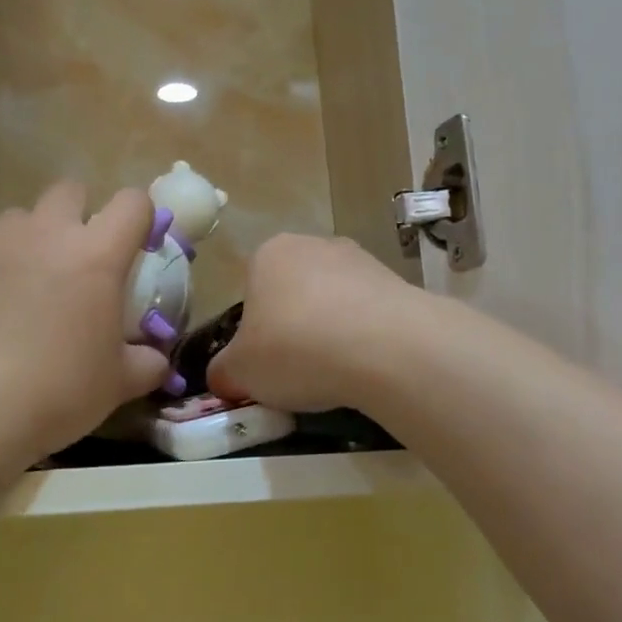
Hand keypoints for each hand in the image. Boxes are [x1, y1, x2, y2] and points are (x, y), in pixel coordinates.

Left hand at [0, 183, 171, 509]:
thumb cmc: (56, 392)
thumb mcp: (117, 385)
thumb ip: (145, 362)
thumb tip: (155, 358)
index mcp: (96, 256)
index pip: (132, 203)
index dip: (139, 217)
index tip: (136, 246)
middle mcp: (44, 234)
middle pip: (69, 191)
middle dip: (78, 215)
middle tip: (76, 262)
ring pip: (18, 219)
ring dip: (30, 242)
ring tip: (22, 289)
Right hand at [209, 234, 422, 413]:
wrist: (386, 347)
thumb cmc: (295, 348)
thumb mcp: (240, 372)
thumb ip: (224, 372)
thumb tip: (223, 377)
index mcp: (268, 254)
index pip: (250, 292)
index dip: (254, 332)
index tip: (263, 363)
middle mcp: (313, 244)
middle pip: (293, 292)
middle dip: (293, 328)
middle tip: (296, 371)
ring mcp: (360, 259)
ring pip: (333, 302)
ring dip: (331, 332)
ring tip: (336, 374)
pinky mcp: (397, 281)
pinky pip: (368, 314)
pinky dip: (364, 337)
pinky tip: (367, 366)